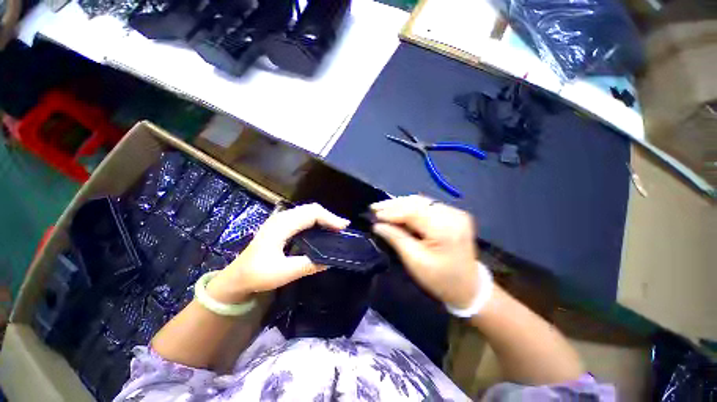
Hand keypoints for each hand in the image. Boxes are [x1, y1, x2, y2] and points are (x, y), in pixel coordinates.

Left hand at [207, 203, 349, 303]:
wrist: (237, 277)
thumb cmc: (257, 274)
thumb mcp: (283, 273)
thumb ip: (308, 265)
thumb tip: (330, 260)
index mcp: (282, 226)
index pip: (311, 214)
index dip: (329, 218)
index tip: (343, 228)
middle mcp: (282, 217)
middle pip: (311, 209)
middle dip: (329, 216)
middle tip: (342, 229)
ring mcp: (281, 219)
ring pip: (308, 211)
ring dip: (324, 218)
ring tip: (336, 228)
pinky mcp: (282, 224)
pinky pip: (304, 216)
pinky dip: (317, 220)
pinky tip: (322, 230)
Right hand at [371, 195, 478, 308]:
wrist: (469, 287)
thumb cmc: (440, 279)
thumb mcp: (415, 261)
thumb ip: (396, 238)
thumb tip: (377, 225)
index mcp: (445, 229)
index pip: (413, 213)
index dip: (391, 212)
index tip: (373, 214)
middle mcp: (453, 215)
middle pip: (417, 203)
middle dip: (394, 205)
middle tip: (375, 208)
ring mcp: (455, 213)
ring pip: (421, 202)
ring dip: (401, 204)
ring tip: (383, 208)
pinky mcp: (454, 214)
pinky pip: (427, 206)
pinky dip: (411, 207)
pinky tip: (398, 210)